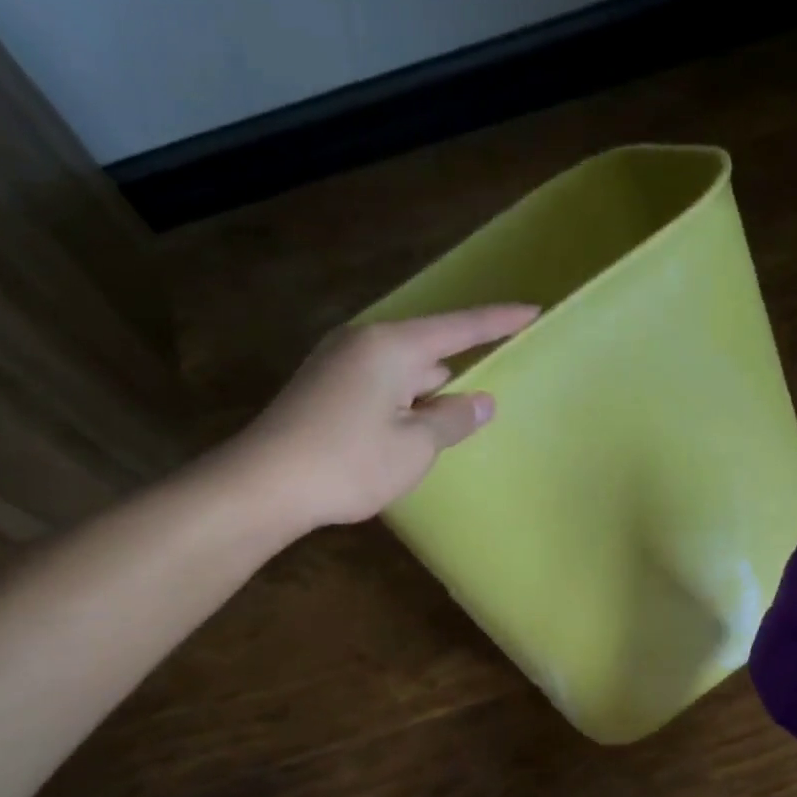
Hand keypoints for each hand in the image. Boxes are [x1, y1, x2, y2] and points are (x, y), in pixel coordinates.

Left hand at [238, 305, 537, 527]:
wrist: (264, 484)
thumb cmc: (349, 463)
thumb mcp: (415, 447)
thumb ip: (452, 420)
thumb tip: (480, 401)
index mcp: (392, 347)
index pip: (459, 328)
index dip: (498, 321)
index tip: (533, 311)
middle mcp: (363, 343)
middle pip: (427, 351)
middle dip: (455, 375)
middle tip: (482, 402)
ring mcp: (337, 364)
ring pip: (401, 372)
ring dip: (426, 397)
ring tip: (445, 430)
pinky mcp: (322, 388)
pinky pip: (378, 386)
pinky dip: (400, 404)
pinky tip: (405, 436)